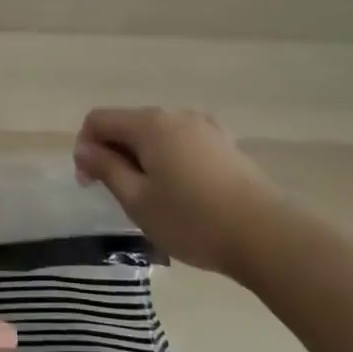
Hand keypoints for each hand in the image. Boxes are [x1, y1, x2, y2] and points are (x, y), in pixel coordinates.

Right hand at [73, 107, 280, 281]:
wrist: (269, 236)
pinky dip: (170, 162)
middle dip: (115, 154)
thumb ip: (105, 168)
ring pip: (157, 136)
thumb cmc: (193, 220)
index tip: (90, 184)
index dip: (85, 147)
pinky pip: (183, 145)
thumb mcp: (137, 200)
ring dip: (143, 160)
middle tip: (120, 197)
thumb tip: (84, 148)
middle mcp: (176, 115)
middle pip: (129, 125)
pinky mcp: (226, 145)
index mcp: (149, 123)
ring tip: (153, 200)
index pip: (99, 120)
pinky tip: (184, 196)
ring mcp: (205, 128)